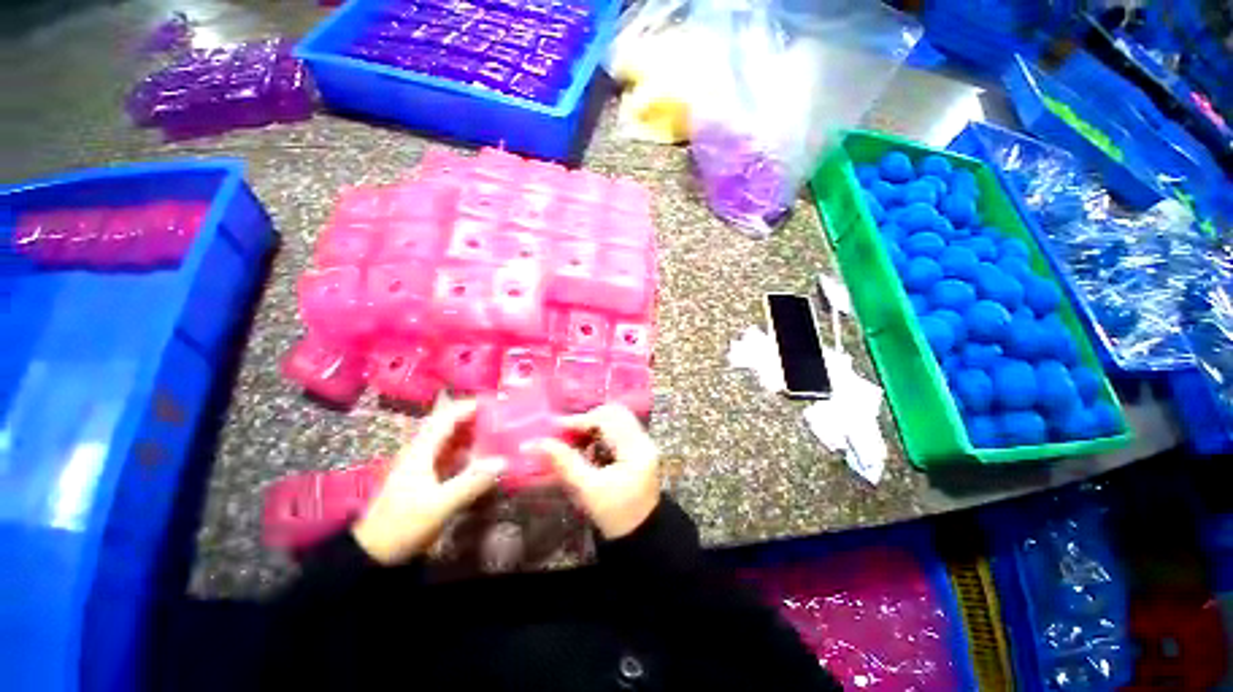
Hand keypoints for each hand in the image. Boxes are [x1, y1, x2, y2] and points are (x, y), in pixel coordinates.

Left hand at [353, 399, 503, 564]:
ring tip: (498, 429)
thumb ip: (471, 482)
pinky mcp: (427, 474)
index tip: (496, 403)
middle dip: (474, 415)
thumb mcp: (438, 506)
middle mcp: (421, 449)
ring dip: (473, 430)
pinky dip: (468, 447)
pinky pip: (451, 452)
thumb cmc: (401, 526)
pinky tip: (484, 453)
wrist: (373, 553)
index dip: (470, 406)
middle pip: (449, 422)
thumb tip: (504, 461)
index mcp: (421, 450)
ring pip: (451, 436)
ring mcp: (423, 462)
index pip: (447, 416)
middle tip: (502, 415)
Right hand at [532, 404, 659, 539]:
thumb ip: (564, 463)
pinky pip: (619, 427)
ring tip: (574, 438)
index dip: (580, 420)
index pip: (608, 421)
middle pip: (615, 413)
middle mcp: (644, 440)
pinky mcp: (639, 447)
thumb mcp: (588, 490)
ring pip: (617, 418)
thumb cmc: (614, 516)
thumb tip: (535, 443)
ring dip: (594, 423)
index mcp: (636, 450)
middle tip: (565, 431)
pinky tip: (587, 444)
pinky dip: (601, 430)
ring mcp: (643, 442)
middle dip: (587, 419)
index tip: (554, 427)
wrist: (640, 535)